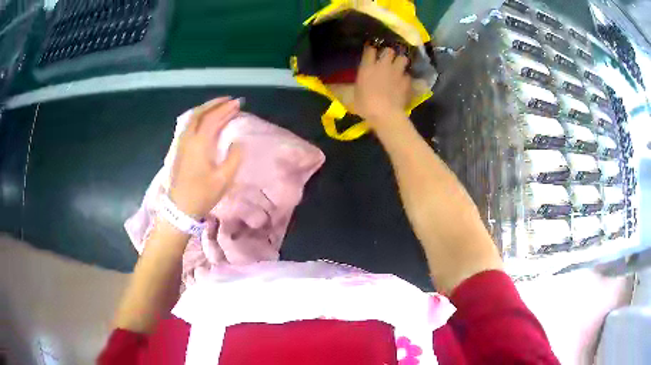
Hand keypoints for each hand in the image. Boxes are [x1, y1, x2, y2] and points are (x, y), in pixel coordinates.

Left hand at [169, 97, 241, 218]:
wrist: (179, 209)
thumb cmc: (202, 195)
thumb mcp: (224, 179)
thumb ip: (234, 157)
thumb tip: (237, 142)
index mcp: (199, 143)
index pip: (213, 118)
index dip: (226, 109)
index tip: (238, 104)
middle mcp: (188, 138)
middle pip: (200, 113)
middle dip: (215, 104)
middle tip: (229, 100)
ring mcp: (180, 143)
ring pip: (191, 118)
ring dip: (206, 109)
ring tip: (218, 106)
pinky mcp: (178, 149)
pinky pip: (188, 125)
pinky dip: (198, 117)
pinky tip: (204, 120)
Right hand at [351, 46, 410, 124]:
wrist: (385, 114)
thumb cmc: (365, 105)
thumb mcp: (352, 96)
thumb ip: (348, 87)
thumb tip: (331, 87)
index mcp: (367, 67)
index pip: (370, 49)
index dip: (371, 49)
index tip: (371, 52)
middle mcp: (383, 65)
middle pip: (389, 50)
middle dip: (389, 53)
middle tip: (387, 59)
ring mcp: (397, 72)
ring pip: (403, 58)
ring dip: (401, 61)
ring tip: (399, 67)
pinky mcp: (406, 81)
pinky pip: (408, 74)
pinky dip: (406, 77)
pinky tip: (404, 82)